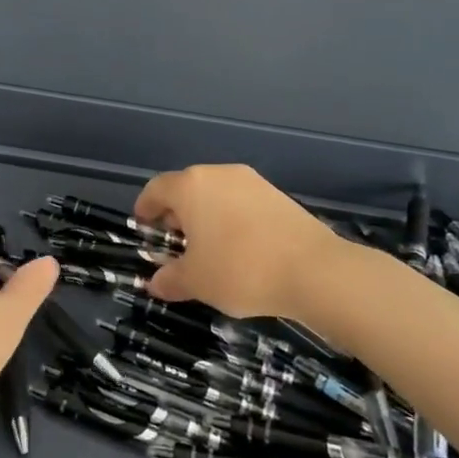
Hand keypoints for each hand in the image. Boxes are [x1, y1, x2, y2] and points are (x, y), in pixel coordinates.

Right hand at [136, 164, 337, 319]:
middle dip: (176, 214)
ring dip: (205, 216)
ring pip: (215, 194)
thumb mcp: (196, 282)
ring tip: (208, 249)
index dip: (145, 209)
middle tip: (175, 244)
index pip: (156, 189)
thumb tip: (155, 283)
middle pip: (186, 188)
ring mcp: (251, 182)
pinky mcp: (277, 194)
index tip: (144, 227)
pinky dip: (231, 219)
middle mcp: (218, 174)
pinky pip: (241, 202)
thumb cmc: (240, 270)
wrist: (315, 270)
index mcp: (190, 187)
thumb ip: (170, 279)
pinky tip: (239, 248)